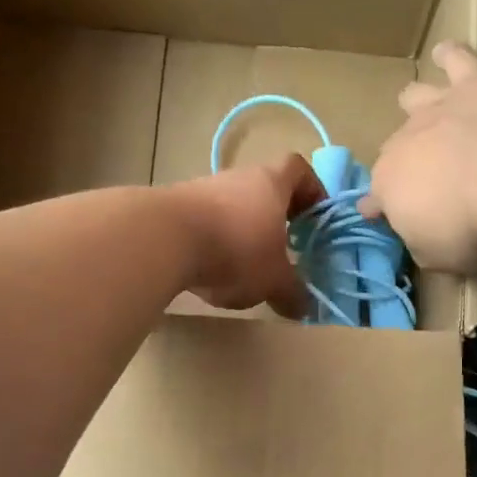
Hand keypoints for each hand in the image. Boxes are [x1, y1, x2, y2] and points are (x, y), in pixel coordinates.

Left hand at [171, 155, 325, 318]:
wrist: (161, 239)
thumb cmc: (234, 250)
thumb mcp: (273, 279)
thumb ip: (292, 293)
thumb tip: (304, 307)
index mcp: (271, 183)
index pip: (298, 169)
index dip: (312, 189)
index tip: (315, 217)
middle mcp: (238, 178)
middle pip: (264, 188)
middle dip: (277, 216)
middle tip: (285, 247)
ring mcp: (203, 189)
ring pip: (233, 205)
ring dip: (243, 230)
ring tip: (246, 266)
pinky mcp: (175, 207)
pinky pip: (205, 221)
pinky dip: (214, 241)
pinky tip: (211, 270)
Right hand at [362, 43, 476, 273]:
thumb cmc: (473, 227)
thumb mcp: (442, 259)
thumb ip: (426, 247)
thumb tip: (422, 241)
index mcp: (388, 188)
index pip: (375, 200)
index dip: (381, 210)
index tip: (385, 218)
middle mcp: (403, 143)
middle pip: (394, 149)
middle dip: (404, 163)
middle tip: (428, 179)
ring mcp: (437, 108)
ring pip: (413, 98)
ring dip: (417, 106)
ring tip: (429, 111)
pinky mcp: (475, 81)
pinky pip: (456, 59)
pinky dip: (451, 55)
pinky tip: (449, 52)